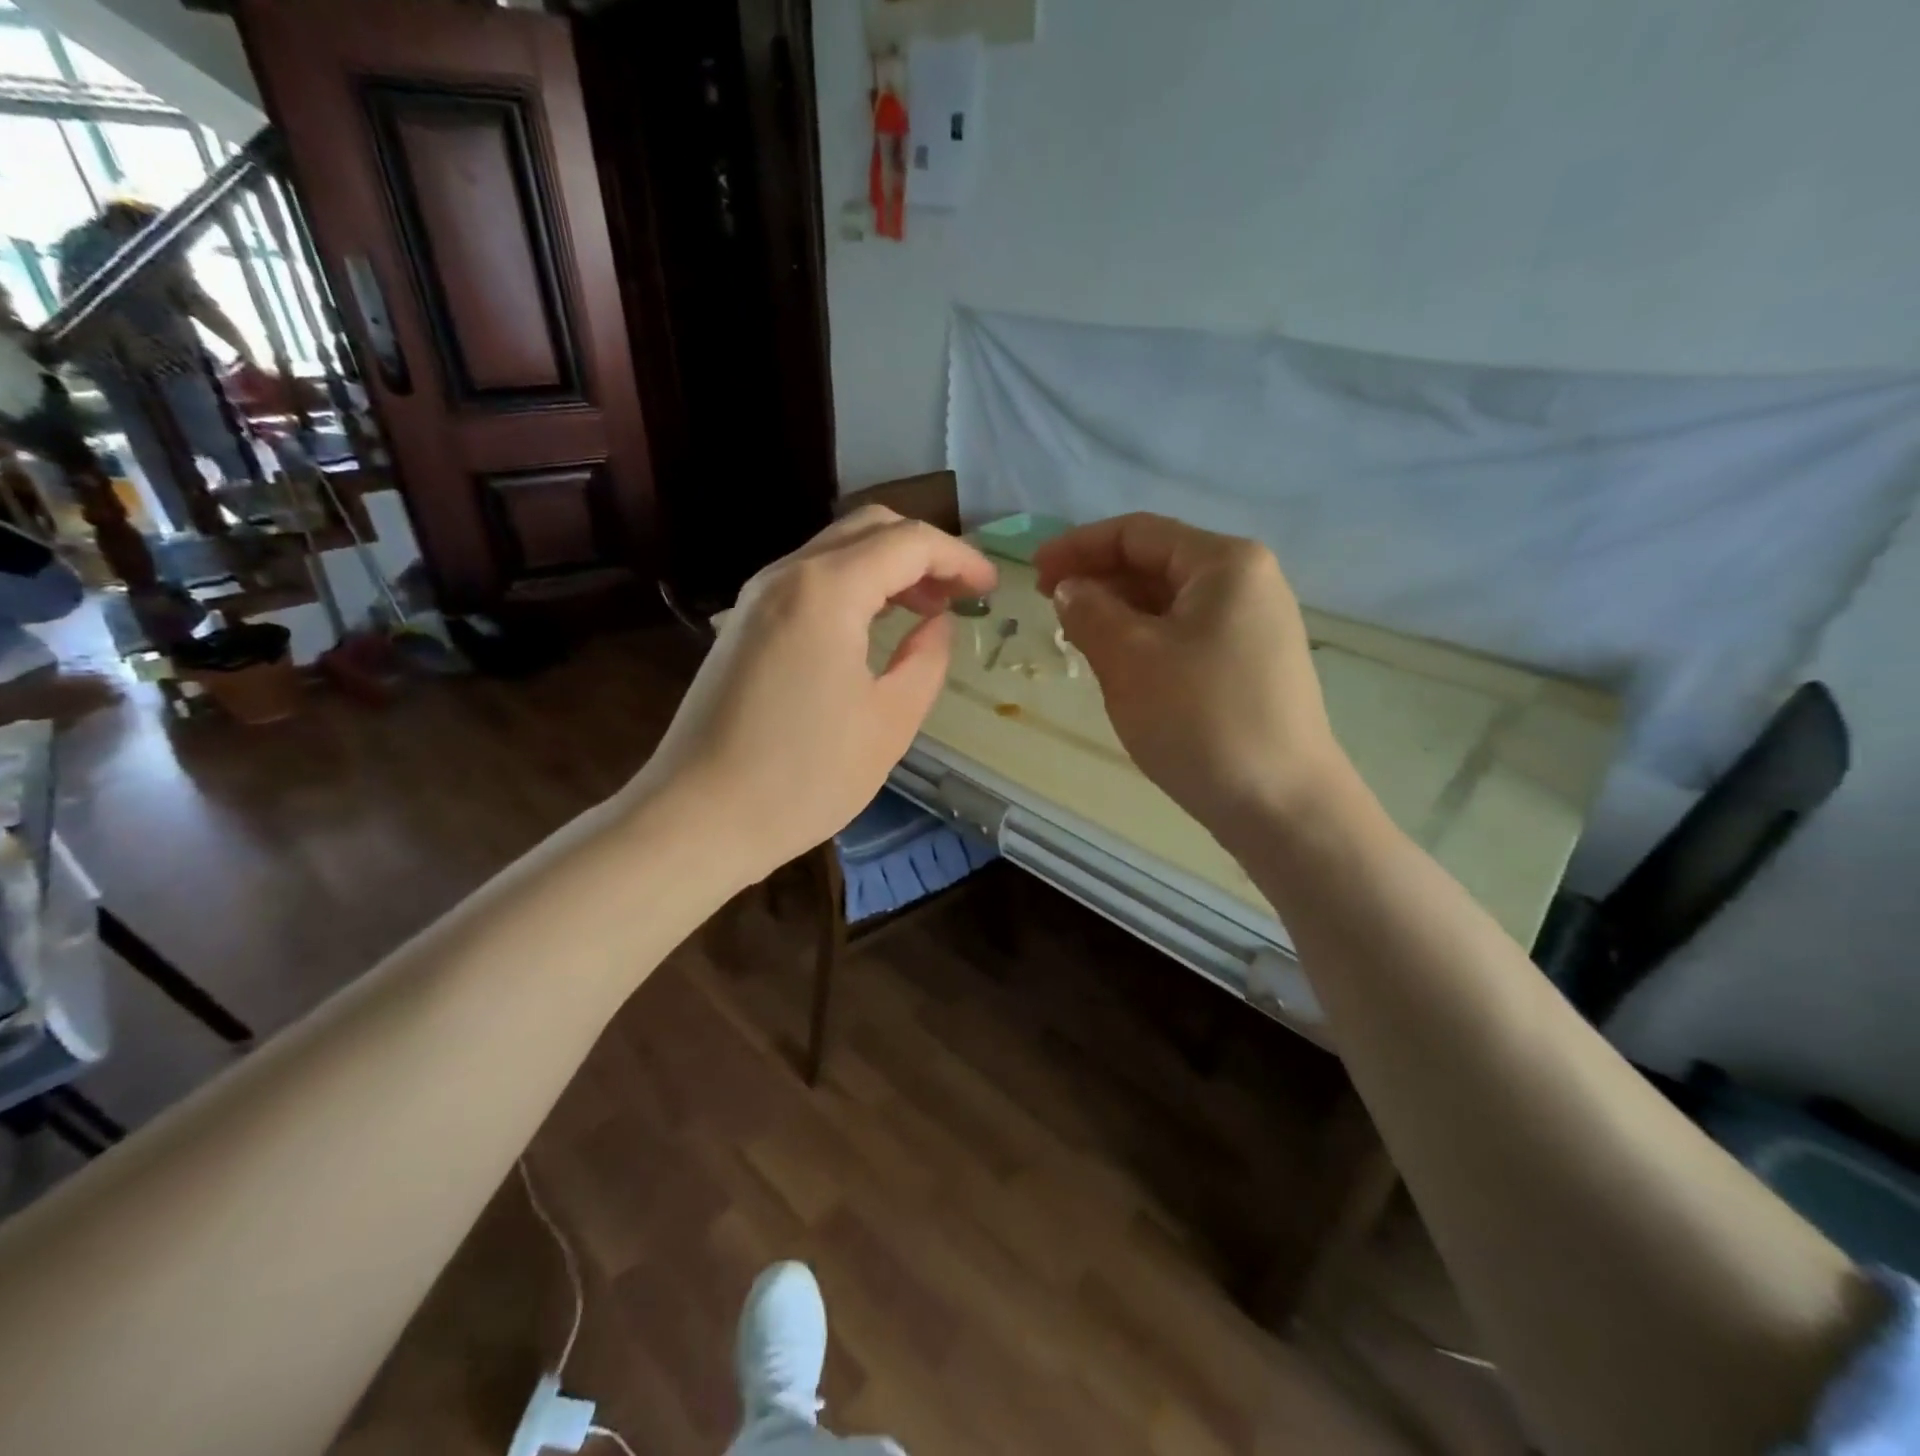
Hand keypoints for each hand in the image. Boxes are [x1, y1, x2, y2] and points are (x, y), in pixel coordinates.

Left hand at [637, 506, 996, 882]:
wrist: (697, 817)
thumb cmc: (803, 777)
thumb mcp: (889, 723)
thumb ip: (926, 660)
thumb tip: (938, 624)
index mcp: (827, 591)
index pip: (908, 543)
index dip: (959, 559)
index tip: (991, 590)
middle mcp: (787, 575)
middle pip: (868, 529)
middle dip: (924, 552)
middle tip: (959, 596)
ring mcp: (756, 597)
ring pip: (836, 550)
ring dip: (888, 568)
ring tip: (925, 611)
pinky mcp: (743, 624)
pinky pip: (809, 580)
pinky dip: (853, 586)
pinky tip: (873, 627)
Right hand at [1035, 513, 1346, 842]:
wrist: (1281, 805)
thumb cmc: (1201, 719)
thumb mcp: (1130, 658)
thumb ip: (1090, 611)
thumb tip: (1071, 589)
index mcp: (1225, 563)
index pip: (1137, 533)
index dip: (1078, 547)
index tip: (1034, 574)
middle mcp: (1248, 583)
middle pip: (1157, 563)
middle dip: (1099, 581)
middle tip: (1050, 611)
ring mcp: (1255, 627)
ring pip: (1170, 603)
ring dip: (1119, 613)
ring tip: (1077, 640)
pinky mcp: (1251, 666)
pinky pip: (1186, 635)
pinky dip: (1146, 641)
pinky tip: (1120, 666)